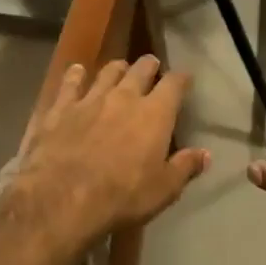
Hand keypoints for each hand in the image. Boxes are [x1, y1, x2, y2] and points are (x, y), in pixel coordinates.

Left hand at [11, 56, 209, 245]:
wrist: (62, 198)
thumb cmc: (121, 197)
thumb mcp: (163, 190)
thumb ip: (185, 167)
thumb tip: (205, 154)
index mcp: (155, 114)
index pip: (174, 84)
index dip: (181, 79)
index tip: (185, 78)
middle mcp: (124, 97)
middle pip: (140, 70)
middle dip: (149, 66)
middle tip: (152, 65)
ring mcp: (89, 99)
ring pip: (107, 72)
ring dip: (117, 69)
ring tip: (120, 68)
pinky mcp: (60, 108)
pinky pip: (70, 83)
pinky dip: (76, 75)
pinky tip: (77, 71)